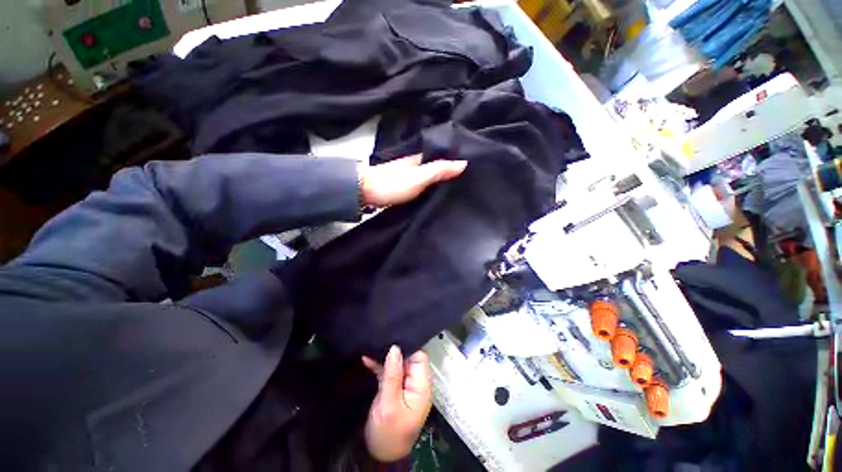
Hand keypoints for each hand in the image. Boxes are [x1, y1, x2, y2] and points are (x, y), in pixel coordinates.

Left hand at [359, 155, 466, 206]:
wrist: (364, 193)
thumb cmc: (392, 184)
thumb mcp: (418, 177)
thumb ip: (439, 171)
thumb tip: (464, 163)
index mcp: (420, 158)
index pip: (443, 155)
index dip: (457, 159)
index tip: (474, 167)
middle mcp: (416, 164)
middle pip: (437, 165)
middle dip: (451, 170)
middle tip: (469, 179)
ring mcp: (409, 175)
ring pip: (430, 175)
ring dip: (441, 179)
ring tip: (458, 187)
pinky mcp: (404, 186)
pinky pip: (423, 184)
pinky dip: (432, 187)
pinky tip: (438, 193)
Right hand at [362, 346, 432, 461]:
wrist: (379, 456)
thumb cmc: (388, 433)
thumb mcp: (389, 404)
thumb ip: (393, 375)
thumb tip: (395, 348)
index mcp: (421, 387)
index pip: (420, 358)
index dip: (409, 347)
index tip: (395, 337)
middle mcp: (415, 383)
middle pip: (409, 359)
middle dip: (396, 349)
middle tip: (382, 337)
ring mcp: (404, 385)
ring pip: (397, 363)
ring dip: (385, 356)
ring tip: (373, 343)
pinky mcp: (393, 389)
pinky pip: (388, 372)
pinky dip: (379, 365)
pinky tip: (368, 357)